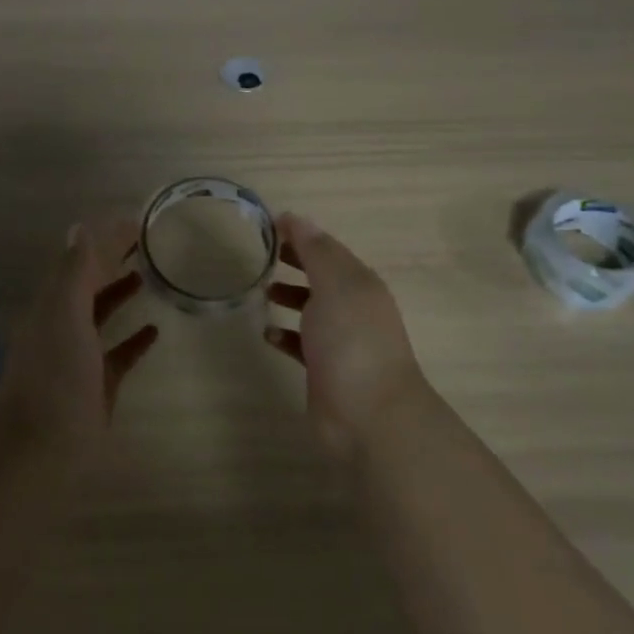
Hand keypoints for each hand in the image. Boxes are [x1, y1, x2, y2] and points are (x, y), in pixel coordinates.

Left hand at [0, 217, 159, 453]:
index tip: (136, 222)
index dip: (106, 240)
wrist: (41, 445)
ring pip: (101, 316)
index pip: (82, 261)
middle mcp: (63, 324)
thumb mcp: (64, 312)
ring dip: (120, 293)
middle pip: (90, 284)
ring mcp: (80, 356)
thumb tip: (80, 226)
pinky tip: (155, 330)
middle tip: (148, 242)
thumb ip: (75, 271)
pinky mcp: (97, 385)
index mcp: (53, 304)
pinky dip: (134, 340)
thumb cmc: (54, 373)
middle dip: (113, 261)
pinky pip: (118, 354)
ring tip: (147, 275)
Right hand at [265, 213, 428, 456]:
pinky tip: (268, 333)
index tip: (271, 225)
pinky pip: (302, 344)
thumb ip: (315, 251)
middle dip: (297, 262)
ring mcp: (341, 341)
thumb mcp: (334, 285)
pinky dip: (286, 335)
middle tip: (266, 253)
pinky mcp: (325, 370)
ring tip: (264, 291)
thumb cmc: (352, 341)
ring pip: (313, 310)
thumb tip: (295, 217)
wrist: (369, 415)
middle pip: (322, 276)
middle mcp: (353, 308)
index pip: (329, 249)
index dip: (303, 235)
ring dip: (291, 296)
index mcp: (360, 283)